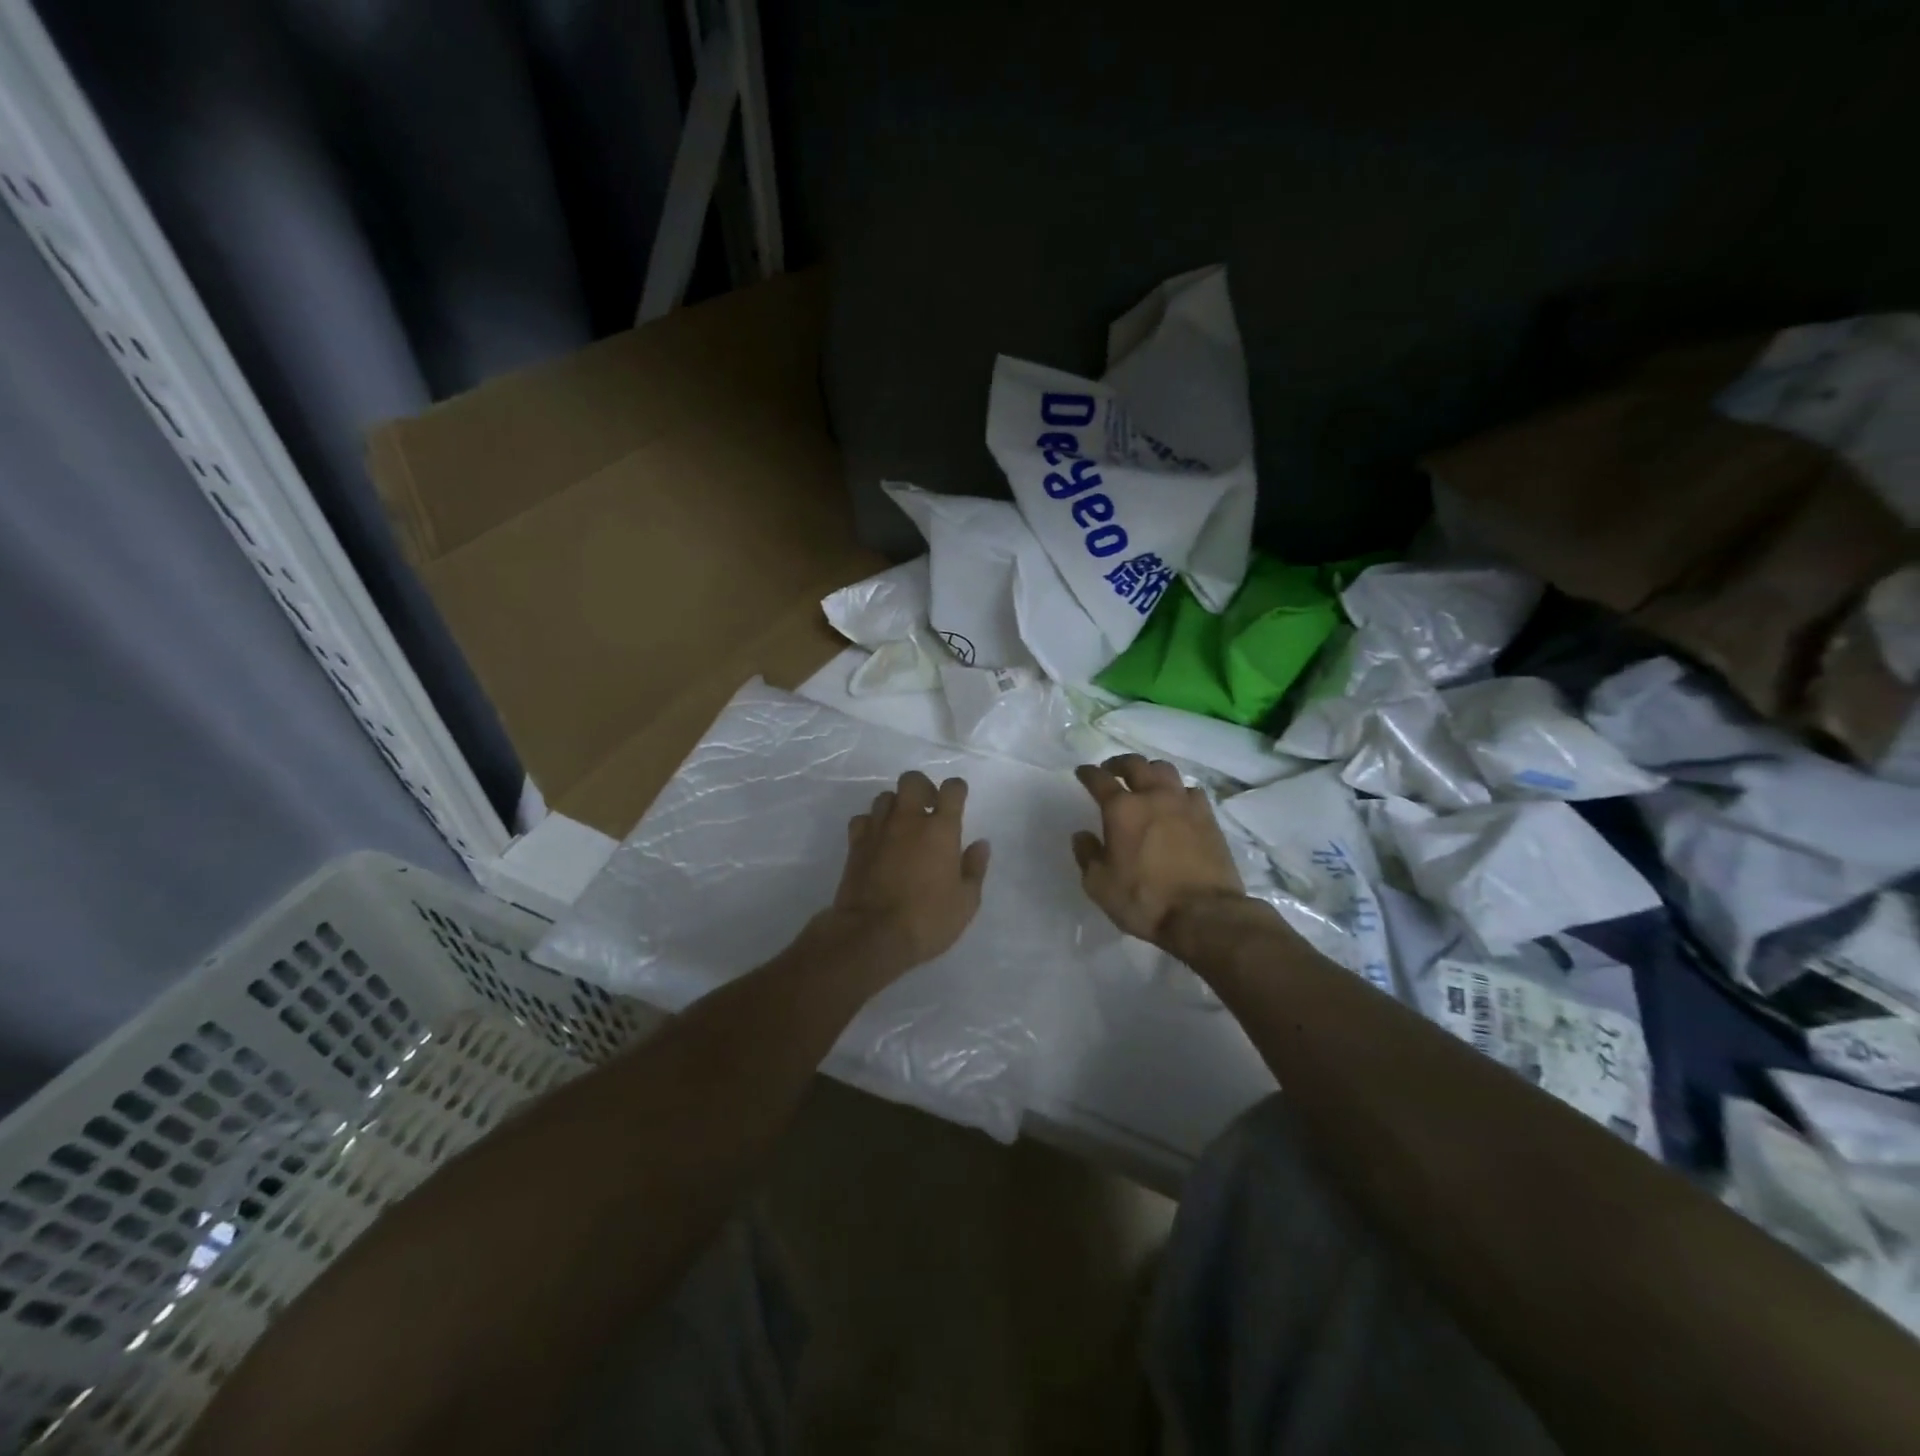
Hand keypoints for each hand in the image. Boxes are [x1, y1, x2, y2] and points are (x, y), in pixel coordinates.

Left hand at [813, 770, 990, 983]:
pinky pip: (862, 819)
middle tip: (929, 809)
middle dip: (922, 788)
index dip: (957, 789)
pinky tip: (878, 840)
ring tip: (903, 827)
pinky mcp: (855, 845)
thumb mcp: (966, 902)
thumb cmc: (927, 920)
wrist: (872, 935)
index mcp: (941, 829)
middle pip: (912, 780)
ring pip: (885, 797)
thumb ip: (975, 868)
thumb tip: (980, 844)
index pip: (952, 789)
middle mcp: (908, 820)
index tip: (958, 800)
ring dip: (896, 806)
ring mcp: (878, 830)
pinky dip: (871, 824)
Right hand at [1073, 755, 1247, 950]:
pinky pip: (1191, 791)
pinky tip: (1176, 803)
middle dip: (1119, 763)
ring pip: (1165, 770)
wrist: (1204, 915)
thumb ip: (1087, 855)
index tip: (1082, 772)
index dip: (1088, 773)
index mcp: (1122, 809)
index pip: (1099, 779)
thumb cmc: (1144, 900)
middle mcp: (1153, 797)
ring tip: (1145, 781)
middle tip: (1111, 771)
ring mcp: (1185, 804)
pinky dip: (1178, 791)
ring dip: (1150, 771)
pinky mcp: (1209, 818)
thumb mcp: (1100, 885)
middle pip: (1135, 764)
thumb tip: (1083, 835)